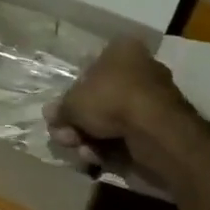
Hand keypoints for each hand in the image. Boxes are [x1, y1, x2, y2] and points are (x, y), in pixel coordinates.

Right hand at [45, 38, 191, 169]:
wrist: (156, 132)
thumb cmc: (111, 99)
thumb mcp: (73, 102)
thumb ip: (60, 109)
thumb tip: (50, 114)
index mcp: (123, 51)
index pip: (91, 67)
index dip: (72, 92)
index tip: (61, 112)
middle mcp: (140, 70)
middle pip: (99, 98)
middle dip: (78, 122)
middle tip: (64, 136)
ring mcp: (152, 101)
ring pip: (110, 121)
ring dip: (89, 137)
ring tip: (81, 150)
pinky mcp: (159, 128)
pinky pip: (126, 136)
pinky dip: (109, 148)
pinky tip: (97, 158)